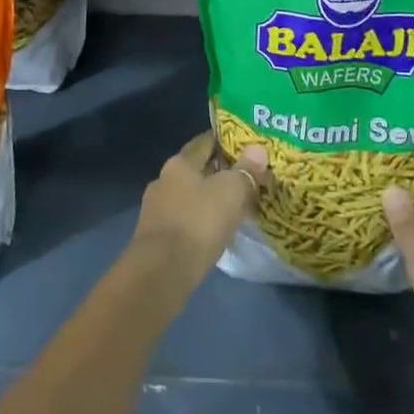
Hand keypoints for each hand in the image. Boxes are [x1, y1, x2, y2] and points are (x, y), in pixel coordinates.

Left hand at [132, 131, 270, 283]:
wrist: (161, 272)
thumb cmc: (198, 222)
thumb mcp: (231, 192)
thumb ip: (246, 170)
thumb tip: (258, 149)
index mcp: (179, 163)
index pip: (204, 142)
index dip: (224, 141)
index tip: (244, 145)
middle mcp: (163, 180)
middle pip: (195, 170)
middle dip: (218, 173)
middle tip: (245, 179)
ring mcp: (156, 209)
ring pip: (189, 197)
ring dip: (208, 200)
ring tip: (233, 208)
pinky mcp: (155, 237)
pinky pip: (184, 221)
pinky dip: (199, 222)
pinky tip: (214, 233)